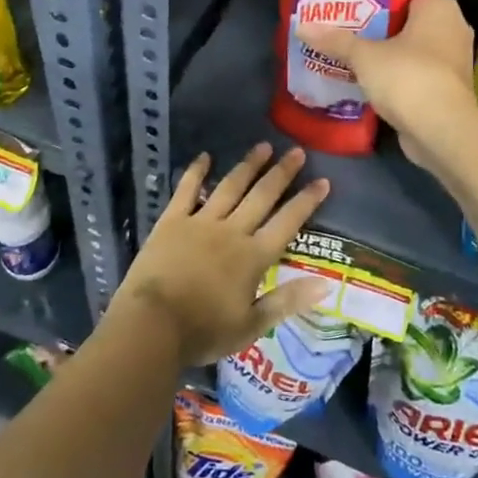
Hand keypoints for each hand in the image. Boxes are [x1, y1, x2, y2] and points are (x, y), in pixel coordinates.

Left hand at [110, 144, 331, 365]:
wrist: (152, 325)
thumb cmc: (203, 331)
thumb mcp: (251, 326)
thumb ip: (287, 301)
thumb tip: (325, 285)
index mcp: (253, 257)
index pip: (287, 223)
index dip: (306, 202)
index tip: (322, 181)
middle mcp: (231, 231)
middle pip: (261, 196)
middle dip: (281, 173)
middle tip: (296, 151)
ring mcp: (200, 222)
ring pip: (230, 186)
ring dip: (248, 165)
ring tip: (263, 146)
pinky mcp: (172, 221)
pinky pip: (187, 190)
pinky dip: (196, 171)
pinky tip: (205, 156)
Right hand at [293, 0, 477, 166]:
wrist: (442, 131)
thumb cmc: (408, 77)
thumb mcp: (365, 56)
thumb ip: (336, 40)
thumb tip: (301, 26)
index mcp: (439, 7)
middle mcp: (451, 26)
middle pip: (407, 15)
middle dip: (375, 19)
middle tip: (341, 18)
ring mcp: (451, 59)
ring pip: (410, 44)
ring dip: (383, 47)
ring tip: (347, 45)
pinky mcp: (445, 86)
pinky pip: (414, 69)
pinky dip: (393, 71)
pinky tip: (364, 74)